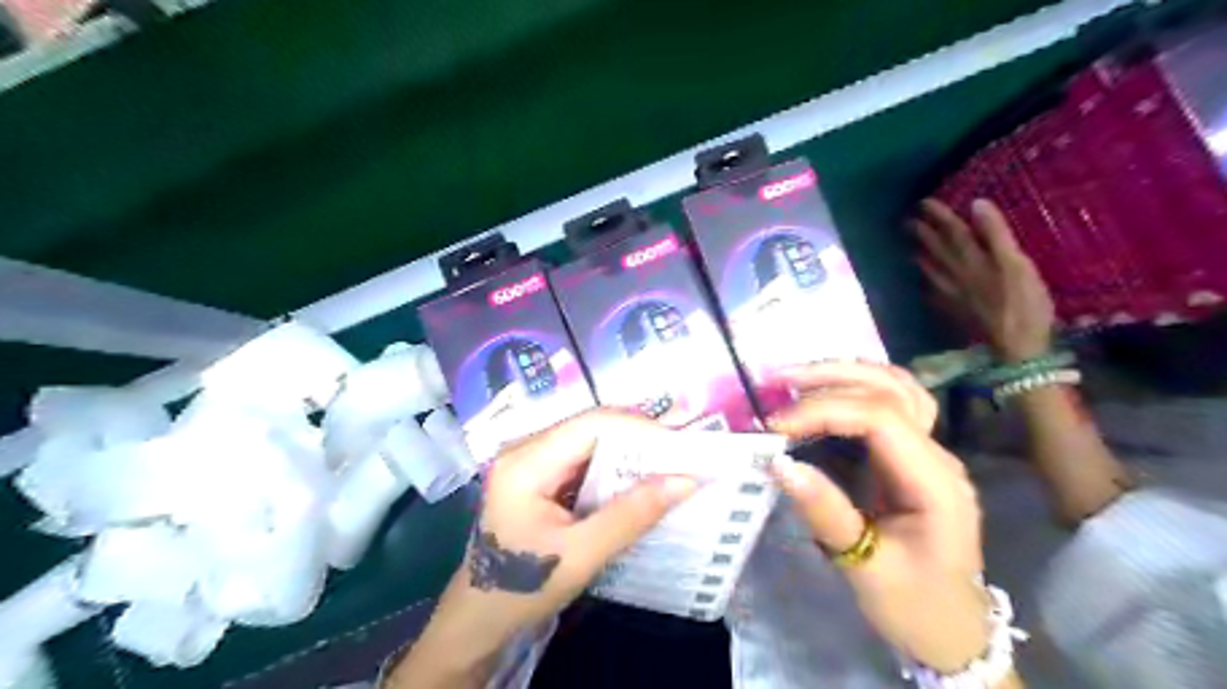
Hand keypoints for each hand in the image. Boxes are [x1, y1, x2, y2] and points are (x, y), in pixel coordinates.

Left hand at [396, 408, 697, 682]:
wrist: (479, 619)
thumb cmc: (522, 588)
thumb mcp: (581, 555)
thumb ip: (632, 515)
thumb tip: (686, 481)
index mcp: (526, 462)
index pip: (592, 424)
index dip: (640, 428)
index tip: (680, 448)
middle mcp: (526, 449)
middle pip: (592, 427)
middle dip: (639, 439)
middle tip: (682, 455)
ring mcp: (532, 461)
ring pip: (591, 441)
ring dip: (630, 453)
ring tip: (669, 466)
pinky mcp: (540, 476)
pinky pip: (585, 460)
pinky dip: (615, 468)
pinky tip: (639, 481)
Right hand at [765, 363, 983, 670]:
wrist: (954, 631)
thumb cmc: (915, 606)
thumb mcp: (867, 570)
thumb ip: (826, 513)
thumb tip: (779, 464)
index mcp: (935, 483)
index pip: (880, 419)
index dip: (824, 411)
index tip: (776, 426)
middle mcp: (938, 456)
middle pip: (892, 389)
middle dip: (833, 377)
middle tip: (779, 380)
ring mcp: (930, 453)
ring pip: (896, 387)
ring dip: (846, 373)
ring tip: (797, 376)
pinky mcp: (913, 457)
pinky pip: (890, 404)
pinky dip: (856, 387)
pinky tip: (827, 389)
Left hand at [910, 196, 1054, 363]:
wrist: (1013, 344)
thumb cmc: (1022, 301)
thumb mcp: (1015, 262)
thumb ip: (995, 233)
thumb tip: (976, 204)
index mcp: (972, 259)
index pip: (952, 231)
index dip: (939, 215)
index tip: (924, 203)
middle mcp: (956, 273)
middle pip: (936, 249)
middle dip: (922, 233)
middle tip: (908, 221)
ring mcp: (951, 293)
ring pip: (931, 270)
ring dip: (920, 255)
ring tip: (911, 247)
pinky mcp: (953, 310)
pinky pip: (933, 292)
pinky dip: (927, 283)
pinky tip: (924, 283)